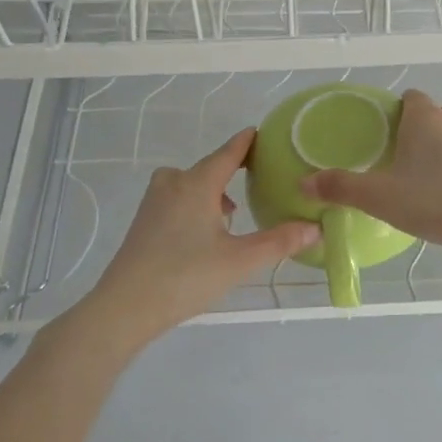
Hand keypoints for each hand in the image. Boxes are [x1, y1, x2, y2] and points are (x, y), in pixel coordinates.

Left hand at [78, 130, 319, 345]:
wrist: (124, 307)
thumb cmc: (185, 276)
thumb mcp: (240, 261)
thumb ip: (279, 242)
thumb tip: (316, 228)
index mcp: (197, 184)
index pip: (228, 153)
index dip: (246, 142)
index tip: (261, 133)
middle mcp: (173, 184)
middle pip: (207, 167)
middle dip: (231, 170)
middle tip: (257, 179)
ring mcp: (153, 203)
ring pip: (188, 184)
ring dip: (211, 190)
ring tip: (232, 212)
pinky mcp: (142, 223)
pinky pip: (175, 199)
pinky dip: (194, 204)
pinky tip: (205, 233)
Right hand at [301, 89, 441, 252]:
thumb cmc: (434, 201)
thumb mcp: (380, 197)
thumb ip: (342, 187)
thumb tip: (304, 181)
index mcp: (425, 120)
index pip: (413, 98)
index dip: (401, 109)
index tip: (389, 130)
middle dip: (431, 122)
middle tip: (412, 150)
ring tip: (435, 170)